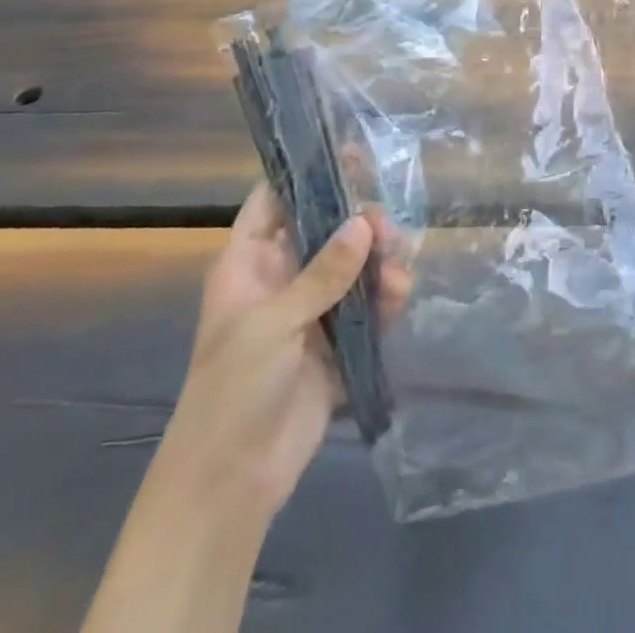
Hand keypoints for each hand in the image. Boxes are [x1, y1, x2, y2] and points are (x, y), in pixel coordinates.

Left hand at [159, 186, 410, 524]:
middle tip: (387, 225)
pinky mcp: (336, 342)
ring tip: (401, 268)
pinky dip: (386, 296)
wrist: (232, 481)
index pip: (274, 203)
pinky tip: (402, 295)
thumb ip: (322, 273)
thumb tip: (364, 222)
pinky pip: (367, 306)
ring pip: (353, 266)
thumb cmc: (233, 390)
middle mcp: (282, 279)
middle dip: (359, 223)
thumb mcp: (272, 324)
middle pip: (325, 231)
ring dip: (379, 261)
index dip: (306, 175)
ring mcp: (311, 311)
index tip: (349, 153)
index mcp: (249, 266)